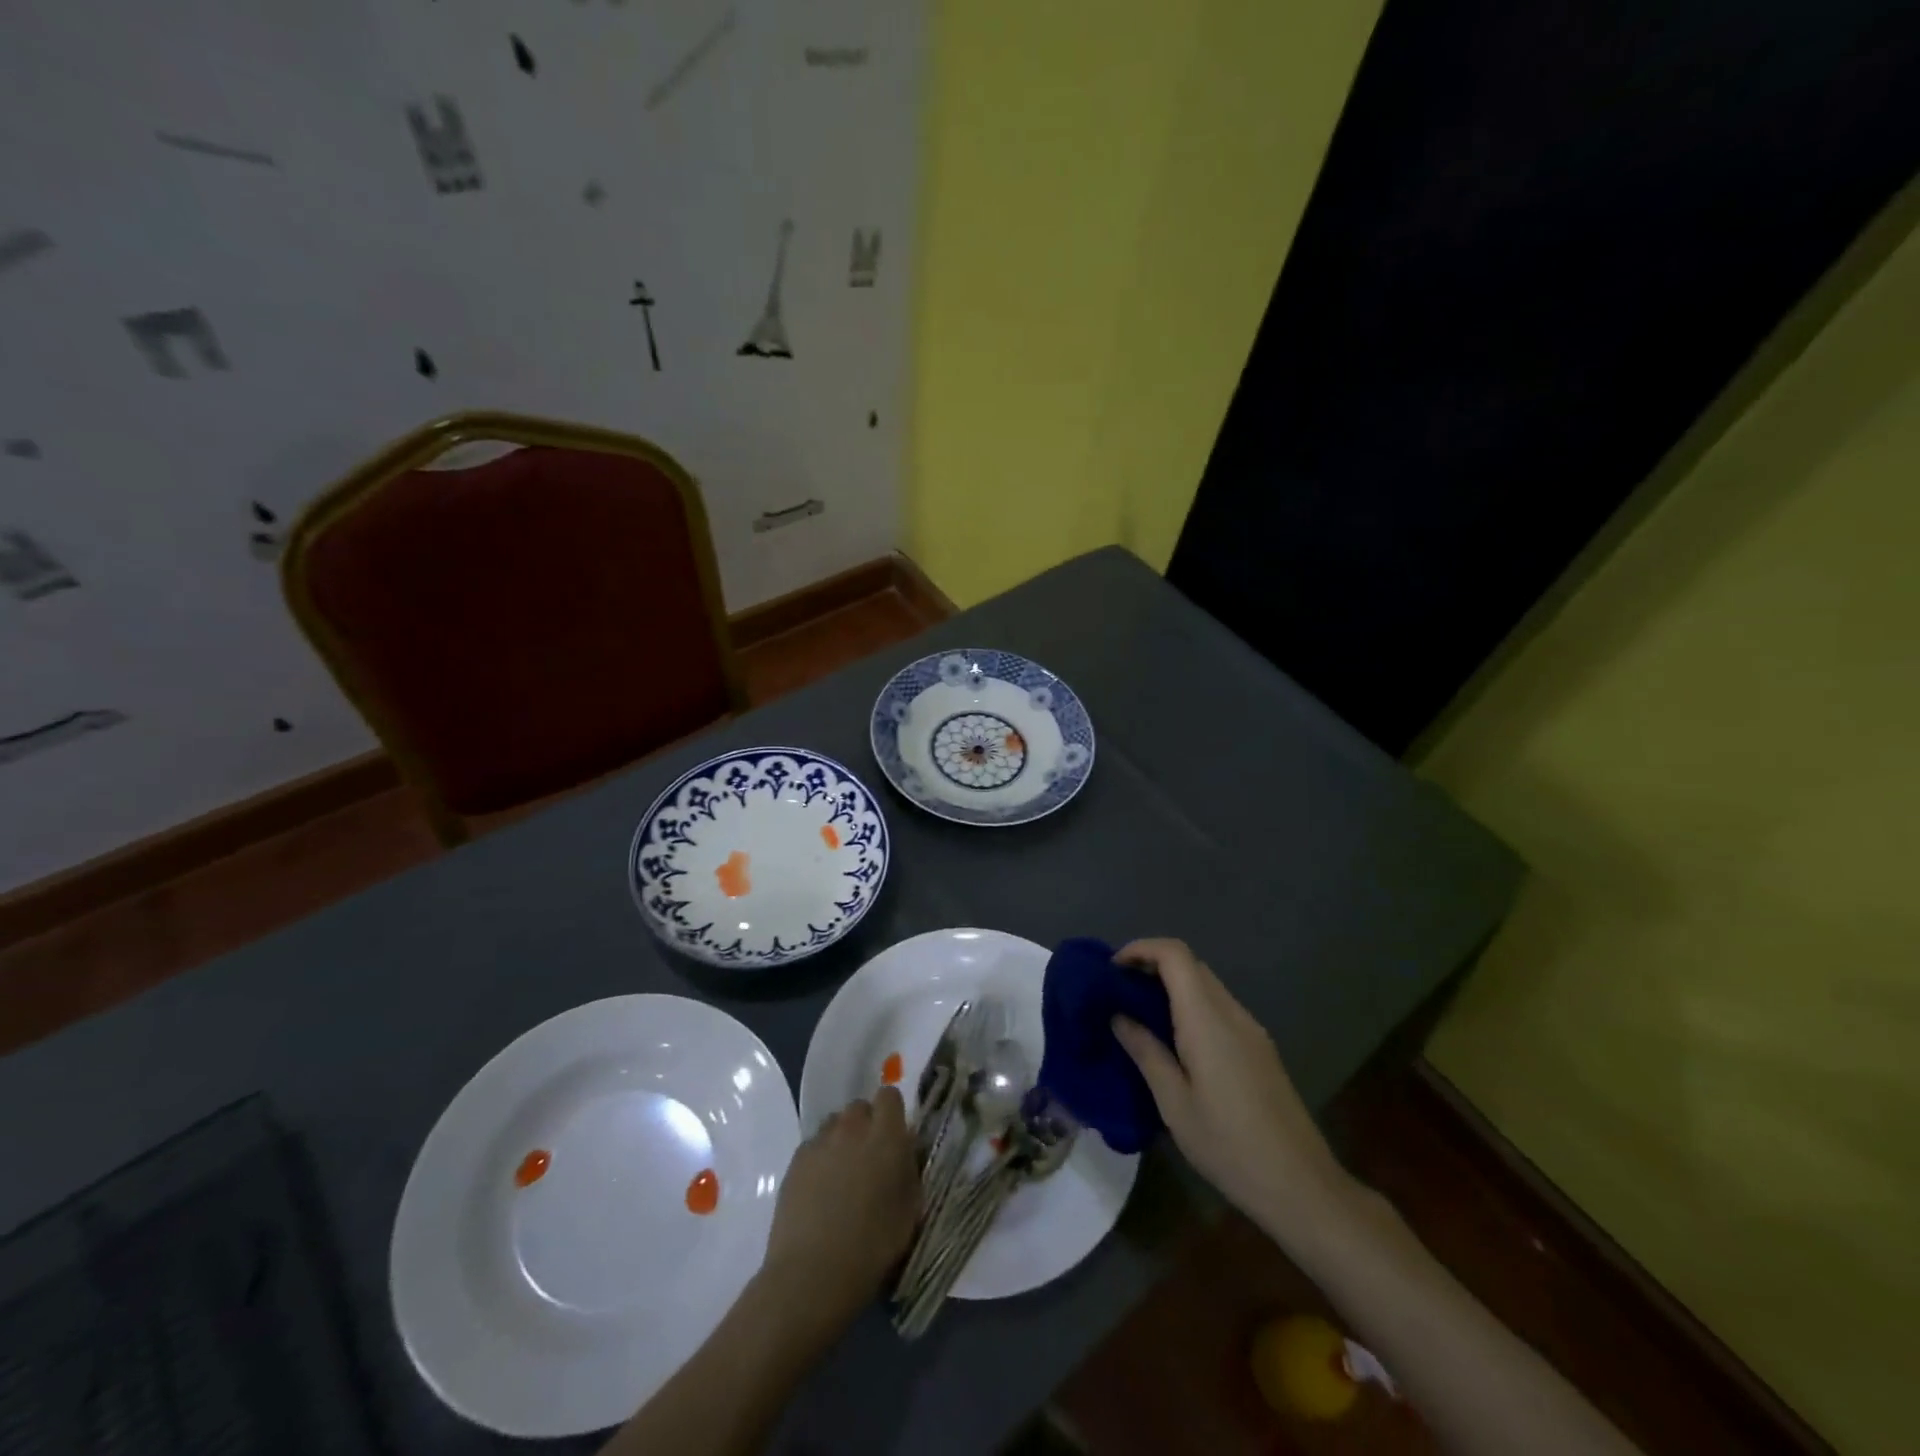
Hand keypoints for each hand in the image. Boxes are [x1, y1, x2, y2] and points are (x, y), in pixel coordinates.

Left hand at [758, 1086, 918, 1342]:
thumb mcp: (909, 1211)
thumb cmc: (872, 1247)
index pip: (890, 1096)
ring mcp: (820, 1142)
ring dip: (842, 1139)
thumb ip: (909, 1171)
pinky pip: (814, 1145)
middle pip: (860, 1107)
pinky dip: (820, 1157)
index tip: (894, 1137)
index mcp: (886, 1136)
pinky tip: (820, 1189)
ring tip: (842, 1174)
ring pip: (835, 1124)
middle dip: (866, 1125)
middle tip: (870, 1158)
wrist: (812, 1274)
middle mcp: (853, 1128)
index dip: (892, 1113)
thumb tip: (905, 1153)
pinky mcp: (796, 1160)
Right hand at [1110, 938, 1356, 1243]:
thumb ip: (1145, 1051)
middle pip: (1190, 965)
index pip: (1175, 954)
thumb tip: (1119, 1015)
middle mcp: (1232, 1013)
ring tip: (1139, 1017)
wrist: (1301, 1187)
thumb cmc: (1228, 1145)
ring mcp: (1251, 1030)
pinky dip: (1190, 1008)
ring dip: (1171, 988)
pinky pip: (1219, 1009)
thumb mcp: (1174, 1103)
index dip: (1140, 949)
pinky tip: (1175, 1043)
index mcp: (1207, 1019)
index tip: (1111, 971)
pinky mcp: (1260, 1049)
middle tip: (1119, 994)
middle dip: (1151, 967)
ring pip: (1206, 986)